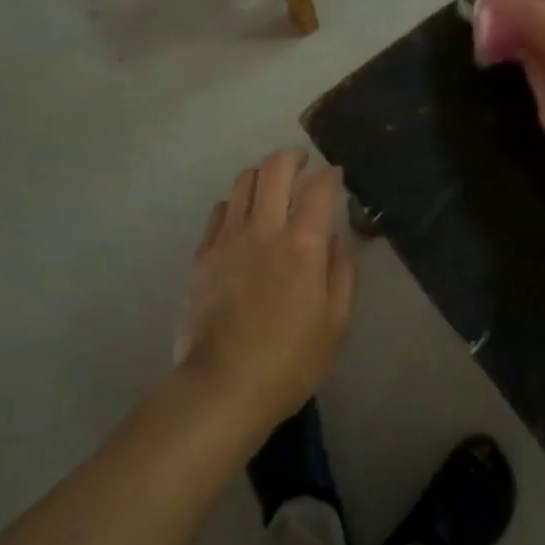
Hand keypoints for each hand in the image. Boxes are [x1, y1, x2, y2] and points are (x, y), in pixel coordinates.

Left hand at [175, 150, 354, 431]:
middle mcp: (265, 229)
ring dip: (263, 175)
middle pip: (275, 168)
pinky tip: (244, 220)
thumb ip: (341, 270)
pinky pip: (220, 210)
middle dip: (293, 156)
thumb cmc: (290, 361)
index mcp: (303, 244)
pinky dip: (237, 203)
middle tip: (303, 164)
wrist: (221, 388)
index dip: (331, 175)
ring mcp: (229, 238)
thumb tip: (336, 236)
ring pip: (244, 181)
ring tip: (272, 186)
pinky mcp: (203, 253)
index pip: (320, 186)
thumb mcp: (336, 322)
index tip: (336, 177)